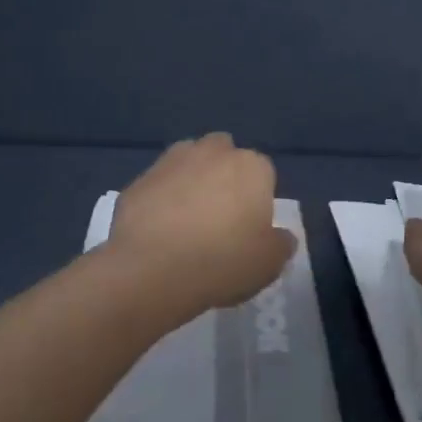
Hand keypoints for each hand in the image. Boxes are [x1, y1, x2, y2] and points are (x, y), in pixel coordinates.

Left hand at [107, 133, 296, 317]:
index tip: (250, 226)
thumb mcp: (269, 263)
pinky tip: (158, 230)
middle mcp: (214, 152)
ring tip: (187, 219)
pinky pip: (158, 185)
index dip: (258, 199)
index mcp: (252, 167)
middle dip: (224, 175)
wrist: (152, 269)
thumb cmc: (223, 261)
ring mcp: (172, 161)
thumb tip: (282, 236)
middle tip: (219, 216)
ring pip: (189, 161)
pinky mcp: (139, 179)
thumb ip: (281, 244)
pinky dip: (160, 199)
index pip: (264, 173)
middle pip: (225, 154)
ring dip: (191, 179)